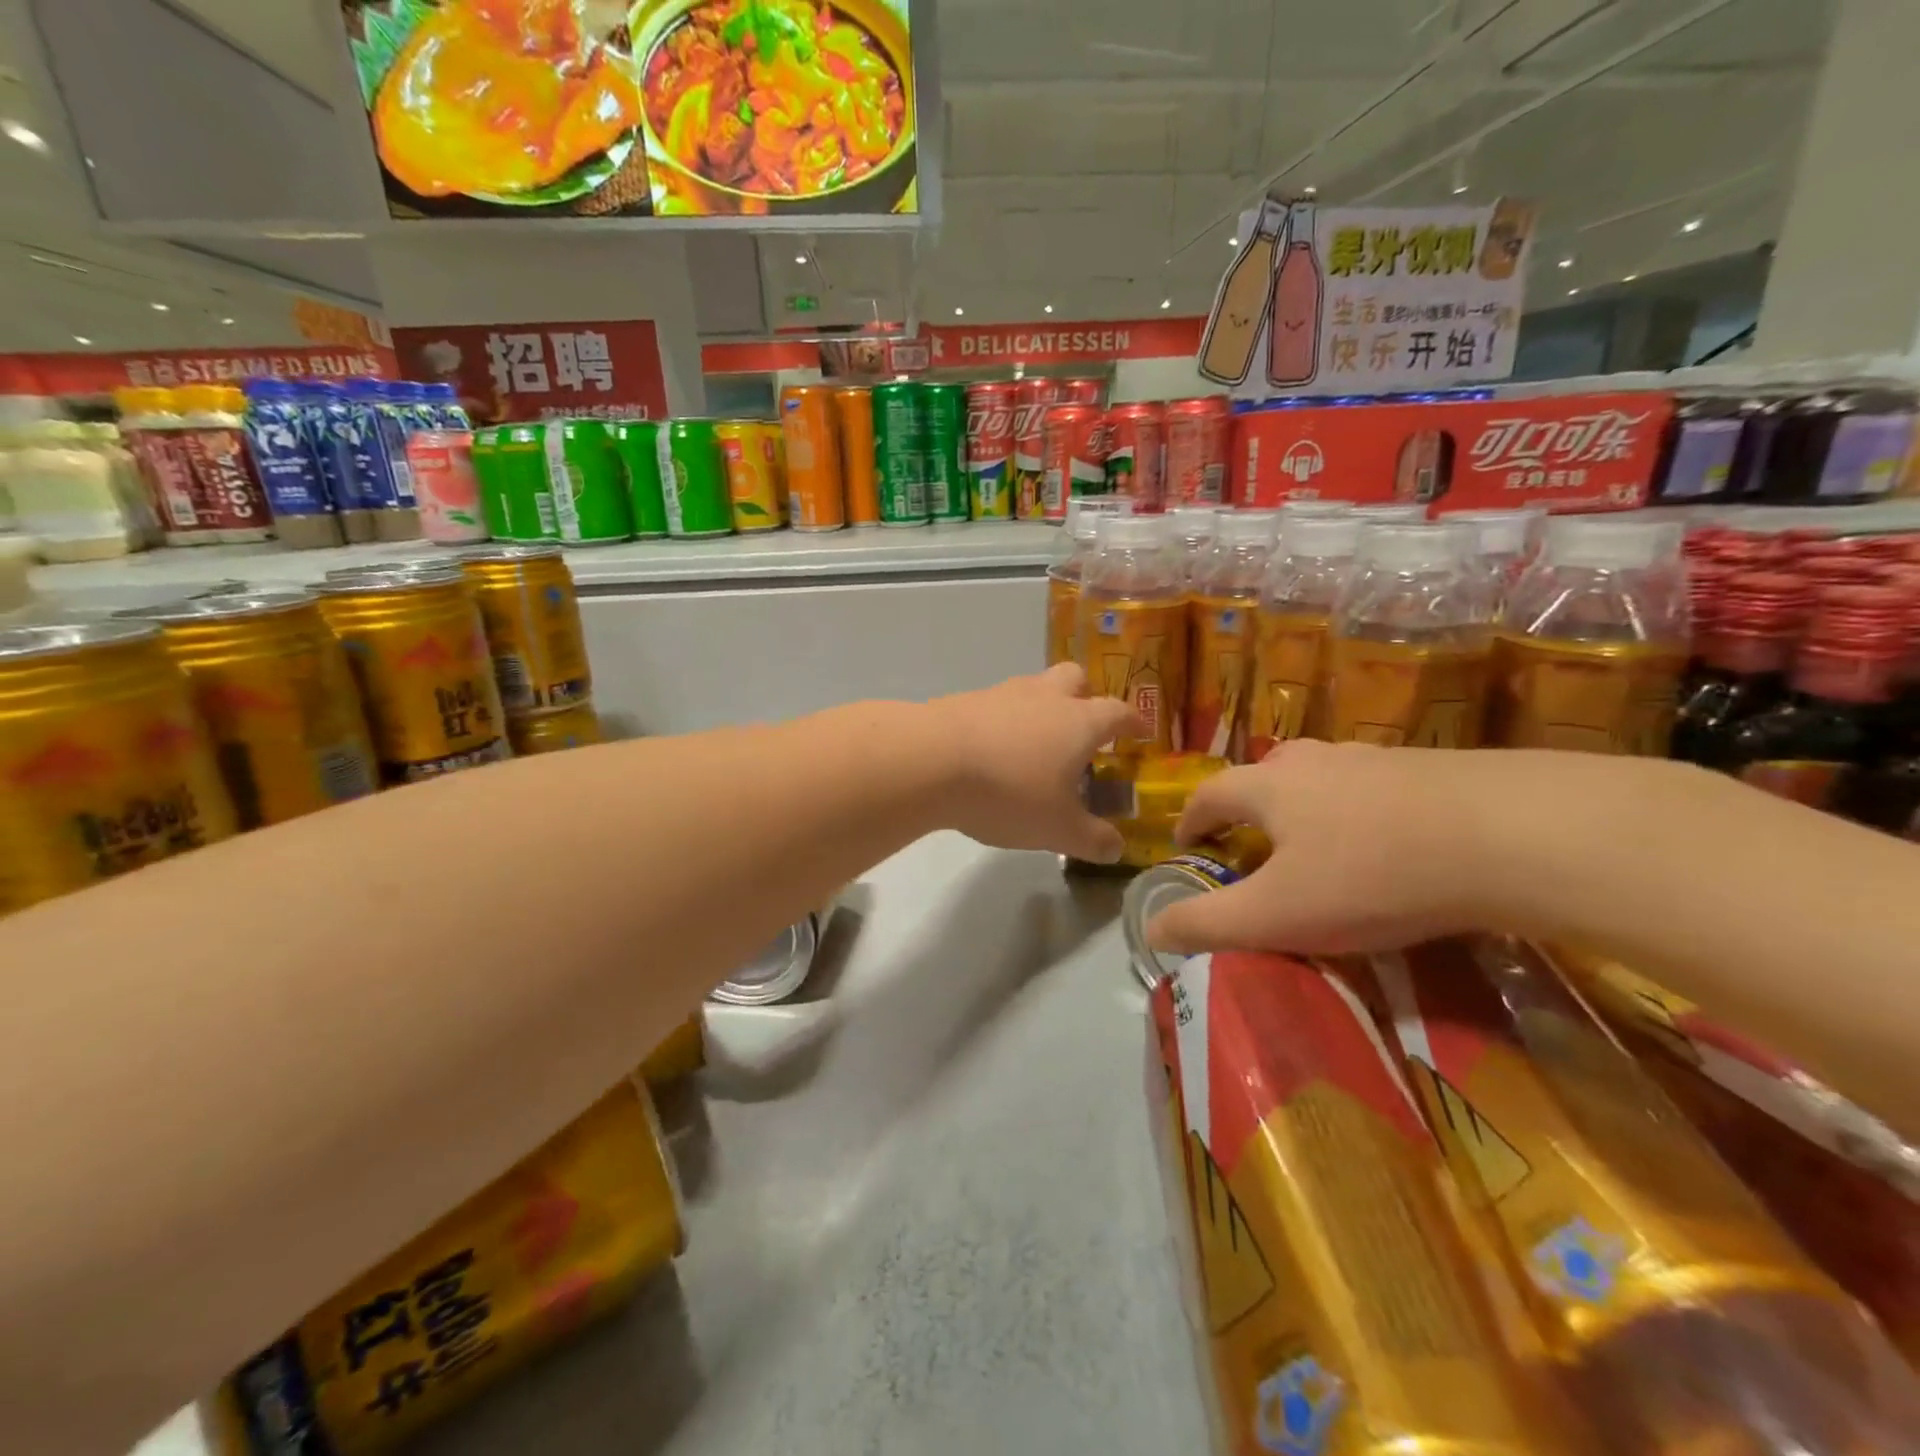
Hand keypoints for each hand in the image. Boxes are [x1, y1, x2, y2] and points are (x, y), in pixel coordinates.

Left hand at [929, 663, 1145, 861]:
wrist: (932, 761)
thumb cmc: (1009, 792)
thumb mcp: (1058, 829)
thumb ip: (1092, 839)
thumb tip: (1115, 848)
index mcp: (1080, 722)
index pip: (1118, 712)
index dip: (1133, 721)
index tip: (1139, 732)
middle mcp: (1045, 697)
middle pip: (1075, 679)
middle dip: (1085, 697)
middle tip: (1082, 728)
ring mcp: (1003, 693)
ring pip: (1033, 688)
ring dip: (1041, 709)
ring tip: (1034, 745)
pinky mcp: (966, 700)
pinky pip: (996, 704)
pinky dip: (1003, 722)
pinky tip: (992, 752)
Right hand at [1147, 740, 1503, 955]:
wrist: (1511, 834)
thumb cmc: (1371, 875)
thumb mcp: (1277, 914)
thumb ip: (1207, 923)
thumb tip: (1150, 929)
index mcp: (1269, 786)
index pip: (1209, 795)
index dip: (1190, 821)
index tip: (1187, 847)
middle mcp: (1314, 761)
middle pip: (1263, 776)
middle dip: (1247, 810)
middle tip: (1252, 848)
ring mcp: (1374, 760)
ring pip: (1320, 780)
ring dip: (1304, 808)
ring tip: (1316, 849)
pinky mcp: (1429, 770)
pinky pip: (1371, 790)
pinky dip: (1358, 814)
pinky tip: (1385, 846)